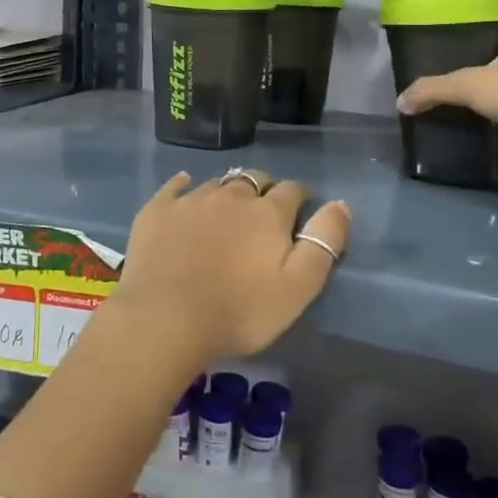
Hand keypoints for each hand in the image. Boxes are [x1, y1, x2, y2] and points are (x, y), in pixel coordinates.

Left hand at [109, 172, 350, 364]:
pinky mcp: (157, 211)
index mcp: (267, 213)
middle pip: (254, 179)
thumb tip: (340, 204)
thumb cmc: (239, 311)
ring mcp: (190, 200)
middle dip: (264, 190)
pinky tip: (184, 187)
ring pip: (217, 184)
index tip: (300, 212)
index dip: (300, 198)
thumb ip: (323, 243)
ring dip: (227, 192)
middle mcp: (230, 196)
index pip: (292, 190)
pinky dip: (183, 185)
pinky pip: (174, 187)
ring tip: (228, 210)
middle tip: (264, 213)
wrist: (165, 318)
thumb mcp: (298, 287)